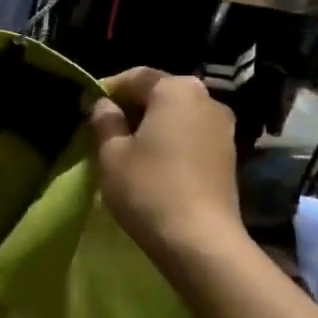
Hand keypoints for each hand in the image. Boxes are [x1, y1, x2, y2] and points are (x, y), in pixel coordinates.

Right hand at [89, 69, 243, 262]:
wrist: (200, 241)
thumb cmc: (149, 188)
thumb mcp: (112, 154)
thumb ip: (105, 121)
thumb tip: (103, 105)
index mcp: (177, 89)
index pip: (135, 76)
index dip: (108, 90)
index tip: (88, 109)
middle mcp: (207, 99)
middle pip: (160, 94)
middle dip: (132, 108)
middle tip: (105, 130)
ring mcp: (223, 128)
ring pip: (178, 116)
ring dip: (153, 127)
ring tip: (128, 150)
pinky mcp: (229, 156)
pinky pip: (192, 137)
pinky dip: (172, 143)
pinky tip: (155, 166)